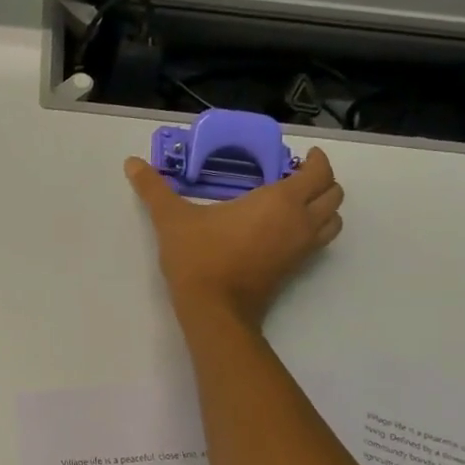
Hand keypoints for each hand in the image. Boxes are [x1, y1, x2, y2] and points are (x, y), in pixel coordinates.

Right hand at [125, 149, 344, 331]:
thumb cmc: (199, 257)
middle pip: (334, 195)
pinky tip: (284, 230)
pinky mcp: (294, 269)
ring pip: (333, 221)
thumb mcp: (172, 219)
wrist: (214, 310)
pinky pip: (318, 242)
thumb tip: (130, 162)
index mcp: (280, 201)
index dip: (317, 161)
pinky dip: (314, 229)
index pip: (319, 173)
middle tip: (298, 176)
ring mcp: (301, 249)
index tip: (305, 155)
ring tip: (298, 203)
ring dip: (324, 207)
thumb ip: (153, 189)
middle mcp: (300, 222)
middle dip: (323, 181)